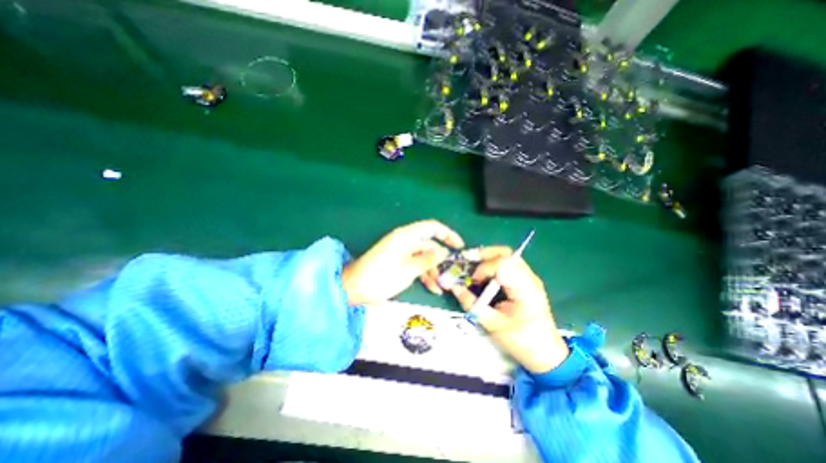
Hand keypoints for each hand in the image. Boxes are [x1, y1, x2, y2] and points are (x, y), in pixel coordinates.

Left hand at [338, 220, 460, 306]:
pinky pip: (415, 264)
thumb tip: (444, 251)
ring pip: (424, 256)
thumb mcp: (408, 269)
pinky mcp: (398, 262)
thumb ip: (428, 259)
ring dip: (433, 270)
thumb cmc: (380, 277)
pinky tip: (431, 288)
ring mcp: (401, 252)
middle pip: (429, 244)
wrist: (354, 287)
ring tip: (441, 286)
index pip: (432, 227)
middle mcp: (405, 240)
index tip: (459, 247)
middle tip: (452, 273)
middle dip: (441, 259)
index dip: (448, 234)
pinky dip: (424, 274)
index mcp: (406, 236)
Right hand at [449, 247, 572, 373]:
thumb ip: (472, 304)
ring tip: (474, 266)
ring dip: (488, 258)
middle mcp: (529, 278)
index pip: (503, 264)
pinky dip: (494, 264)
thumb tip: (454, 287)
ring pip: (508, 256)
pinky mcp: (526, 281)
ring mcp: (529, 278)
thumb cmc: (522, 341)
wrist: (548, 353)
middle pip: (506, 254)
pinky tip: (485, 274)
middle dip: (484, 254)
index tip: (472, 281)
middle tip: (468, 260)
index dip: (483, 268)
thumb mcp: (493, 325)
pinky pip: (508, 264)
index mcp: (525, 288)